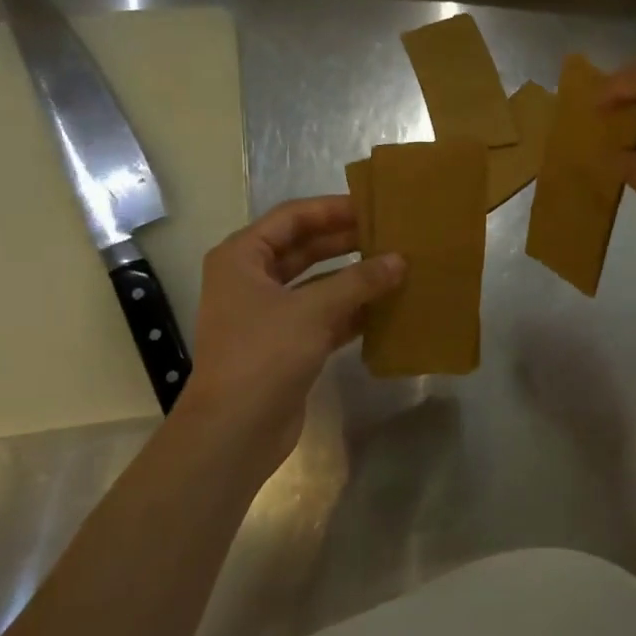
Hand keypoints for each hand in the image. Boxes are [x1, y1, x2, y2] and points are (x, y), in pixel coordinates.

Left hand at [183, 196, 403, 477]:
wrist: (236, 429)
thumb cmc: (264, 354)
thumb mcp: (313, 311)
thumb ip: (359, 281)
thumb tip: (400, 260)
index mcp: (242, 257)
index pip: (292, 218)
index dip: (332, 210)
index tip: (373, 205)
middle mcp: (252, 280)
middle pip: (305, 249)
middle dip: (347, 242)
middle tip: (391, 235)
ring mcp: (269, 315)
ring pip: (317, 285)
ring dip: (353, 278)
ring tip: (396, 268)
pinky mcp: (286, 345)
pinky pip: (324, 317)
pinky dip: (351, 312)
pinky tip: (386, 308)